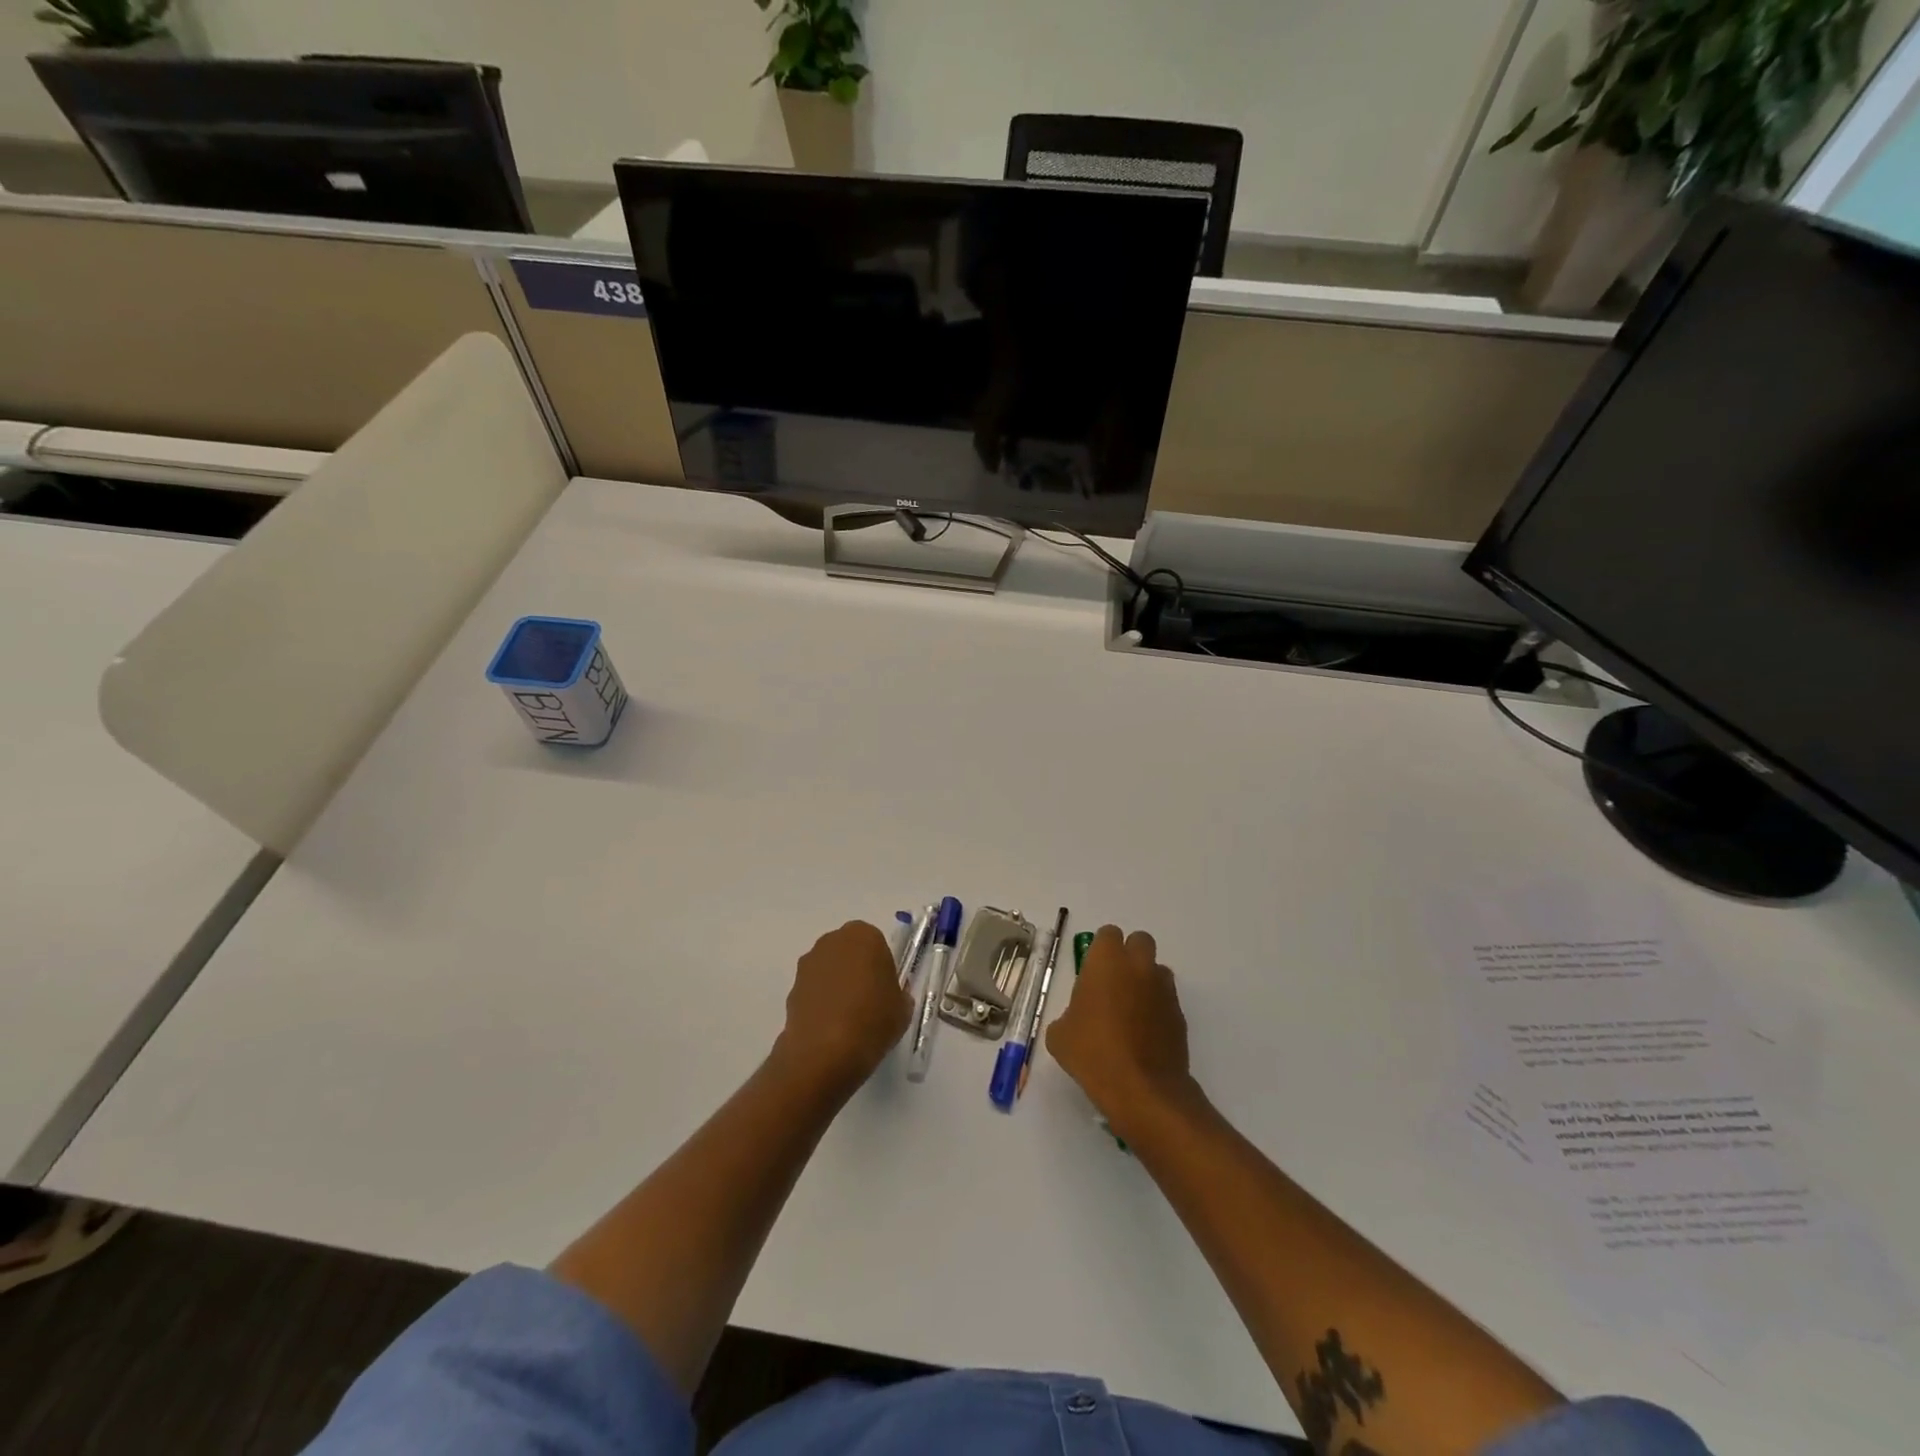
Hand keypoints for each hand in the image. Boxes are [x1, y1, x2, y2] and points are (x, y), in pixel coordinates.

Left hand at [772, 922, 912, 1096]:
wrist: (824, 1052)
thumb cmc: (872, 1020)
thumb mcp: (903, 1010)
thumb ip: (899, 995)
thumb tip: (891, 998)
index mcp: (865, 936)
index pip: (877, 944)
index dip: (882, 967)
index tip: (885, 990)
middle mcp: (833, 941)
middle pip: (849, 952)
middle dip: (857, 970)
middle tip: (868, 1001)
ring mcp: (808, 964)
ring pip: (829, 969)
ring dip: (836, 985)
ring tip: (847, 1019)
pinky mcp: (791, 988)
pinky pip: (813, 990)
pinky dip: (821, 1002)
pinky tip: (829, 1028)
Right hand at [1045, 926, 1197, 1133]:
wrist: (1142, 1089)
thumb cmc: (1093, 1054)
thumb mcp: (1060, 1035)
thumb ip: (1068, 1015)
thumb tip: (1077, 1019)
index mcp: (1106, 962)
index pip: (1108, 934)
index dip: (1100, 950)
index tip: (1092, 972)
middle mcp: (1138, 966)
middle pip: (1140, 941)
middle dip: (1129, 955)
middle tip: (1114, 982)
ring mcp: (1163, 990)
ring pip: (1157, 969)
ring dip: (1146, 980)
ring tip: (1131, 1010)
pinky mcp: (1180, 1015)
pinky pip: (1167, 999)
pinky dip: (1157, 1008)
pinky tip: (1144, 1034)